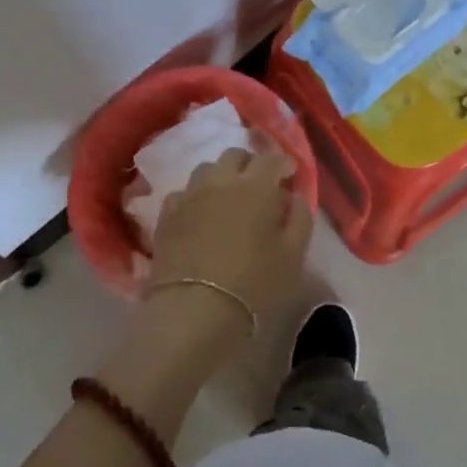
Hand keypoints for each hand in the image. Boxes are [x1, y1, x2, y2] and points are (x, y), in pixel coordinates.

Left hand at [142, 148, 310, 366]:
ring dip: (222, 176)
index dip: (283, 162)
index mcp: (256, 187)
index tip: (289, 173)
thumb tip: (292, 196)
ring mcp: (190, 195)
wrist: (194, 310)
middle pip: (235, 155)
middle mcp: (221, 181)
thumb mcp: (292, 256)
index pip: (271, 159)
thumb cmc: (253, 285)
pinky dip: (196, 197)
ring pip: (207, 169)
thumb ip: (299, 219)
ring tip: (228, 197)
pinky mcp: (167, 214)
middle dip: (250, 164)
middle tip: (260, 184)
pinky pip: (184, 193)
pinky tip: (200, 214)